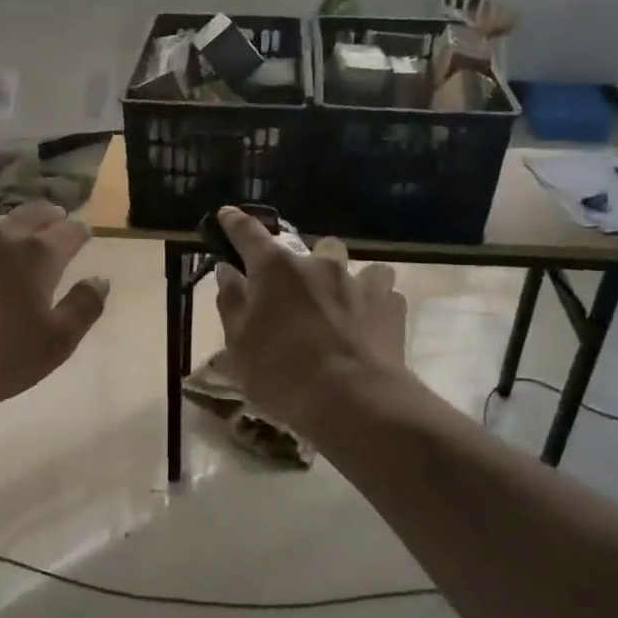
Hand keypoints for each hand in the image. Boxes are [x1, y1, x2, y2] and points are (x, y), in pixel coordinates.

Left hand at [0, 201, 109, 406]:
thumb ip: (83, 308)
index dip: (79, 230)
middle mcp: (1, 240)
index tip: (85, 229)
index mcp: (38, 257)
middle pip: (30, 216)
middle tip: (55, 215)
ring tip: (13, 230)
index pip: (67, 233)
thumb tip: (101, 280)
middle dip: (47, 215)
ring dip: (9, 226)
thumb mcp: (55, 342)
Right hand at [212, 207, 408, 428]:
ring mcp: (359, 282)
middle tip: (293, 294)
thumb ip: (231, 301)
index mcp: (275, 270)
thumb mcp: (238, 345)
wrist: (355, 402)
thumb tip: (228, 270)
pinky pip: (381, 293)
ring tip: (338, 305)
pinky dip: (372, 305)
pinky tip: (366, 326)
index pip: (248, 233)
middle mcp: (318, 264)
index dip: (234, 223)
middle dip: (300, 263)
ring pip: (352, 266)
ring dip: (342, 280)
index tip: (227, 216)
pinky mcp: (390, 306)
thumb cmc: (282, 374)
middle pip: (308, 247)